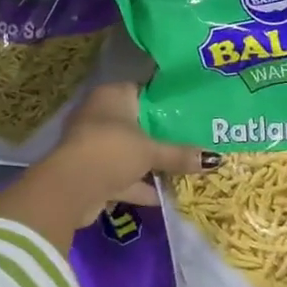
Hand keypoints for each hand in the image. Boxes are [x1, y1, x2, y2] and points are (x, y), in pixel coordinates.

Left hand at [0, 84, 217, 245]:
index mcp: (112, 96)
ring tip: (185, 169)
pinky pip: (122, 176)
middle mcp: (101, 115)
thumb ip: (180, 154)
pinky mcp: (92, 173)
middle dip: (161, 136)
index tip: (191, 110)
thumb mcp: (151, 150)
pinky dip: (140, 185)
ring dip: (151, 164)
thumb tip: (216, 159)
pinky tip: (165, 195)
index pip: (144, 91)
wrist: (70, 189)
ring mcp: (94, 145)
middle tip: (193, 139)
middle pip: (138, 124)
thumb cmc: (112, 150)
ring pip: (130, 152)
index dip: (166, 101)